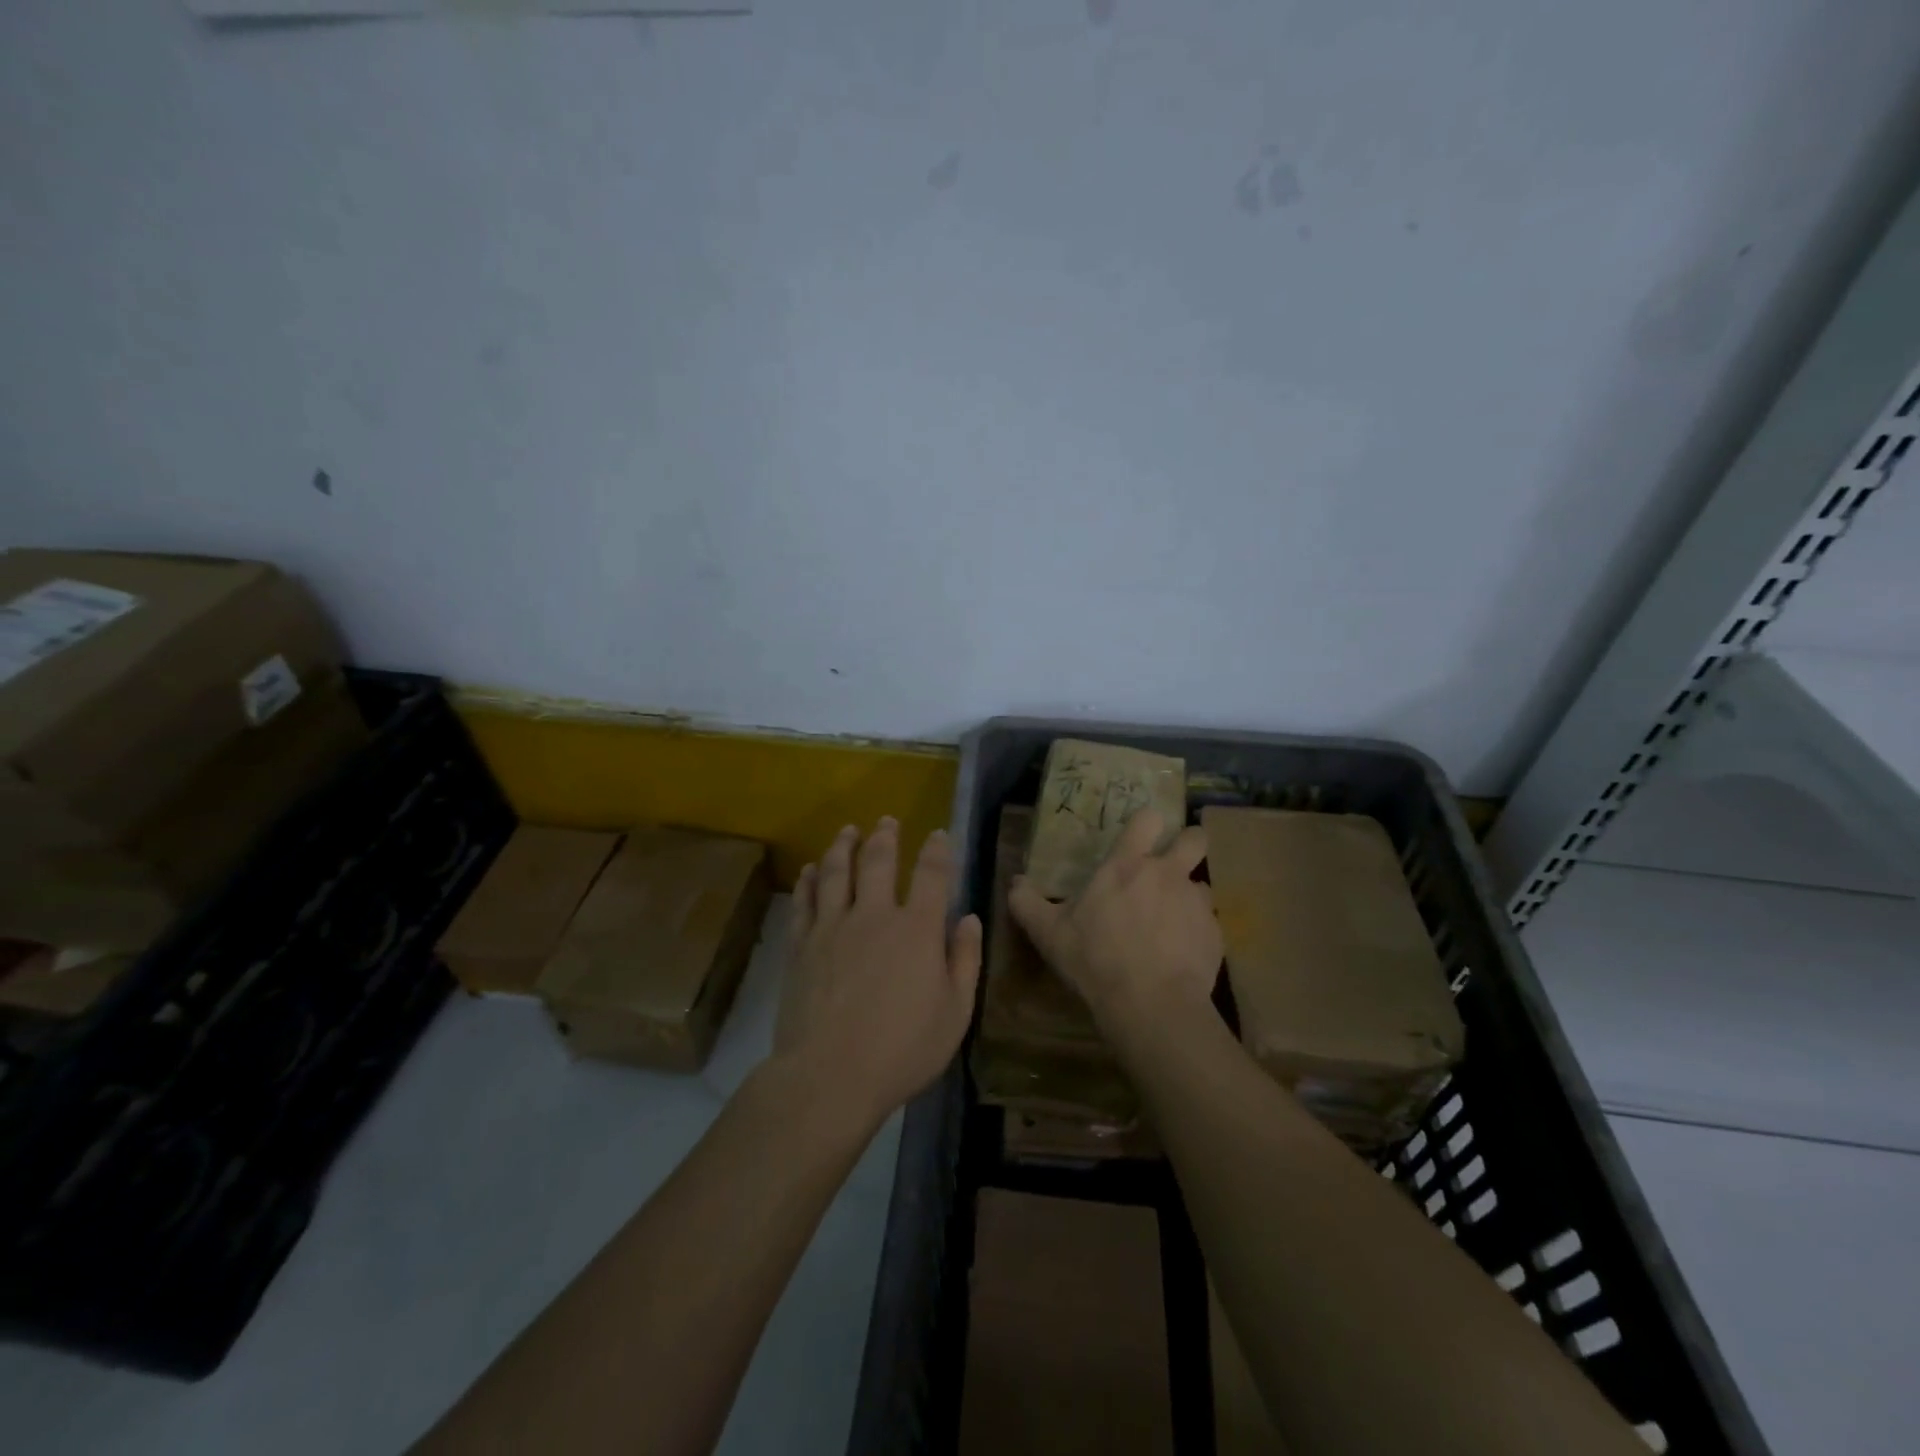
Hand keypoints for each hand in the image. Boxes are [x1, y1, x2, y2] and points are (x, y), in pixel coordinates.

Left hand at [775, 817, 982, 1128]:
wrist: (829, 1076)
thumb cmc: (902, 1050)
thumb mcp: (955, 1013)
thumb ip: (965, 961)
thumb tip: (969, 918)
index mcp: (917, 929)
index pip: (931, 874)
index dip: (937, 849)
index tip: (938, 834)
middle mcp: (874, 915)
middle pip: (878, 861)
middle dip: (885, 836)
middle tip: (887, 820)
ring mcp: (833, 927)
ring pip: (836, 871)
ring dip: (843, 846)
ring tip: (848, 830)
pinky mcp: (801, 945)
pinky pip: (804, 901)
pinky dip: (808, 880)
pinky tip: (810, 870)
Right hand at [1008, 808, 1219, 1032]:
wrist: (1151, 1004)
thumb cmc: (1095, 959)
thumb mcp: (1049, 933)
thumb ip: (1027, 903)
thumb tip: (1013, 882)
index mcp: (1127, 865)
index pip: (1149, 819)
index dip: (1149, 823)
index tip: (1143, 835)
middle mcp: (1167, 874)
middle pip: (1195, 838)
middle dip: (1188, 844)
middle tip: (1173, 863)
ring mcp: (1196, 903)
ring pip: (1202, 884)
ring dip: (1189, 896)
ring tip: (1174, 921)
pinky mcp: (1215, 934)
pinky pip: (1209, 924)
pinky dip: (1197, 933)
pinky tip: (1181, 956)